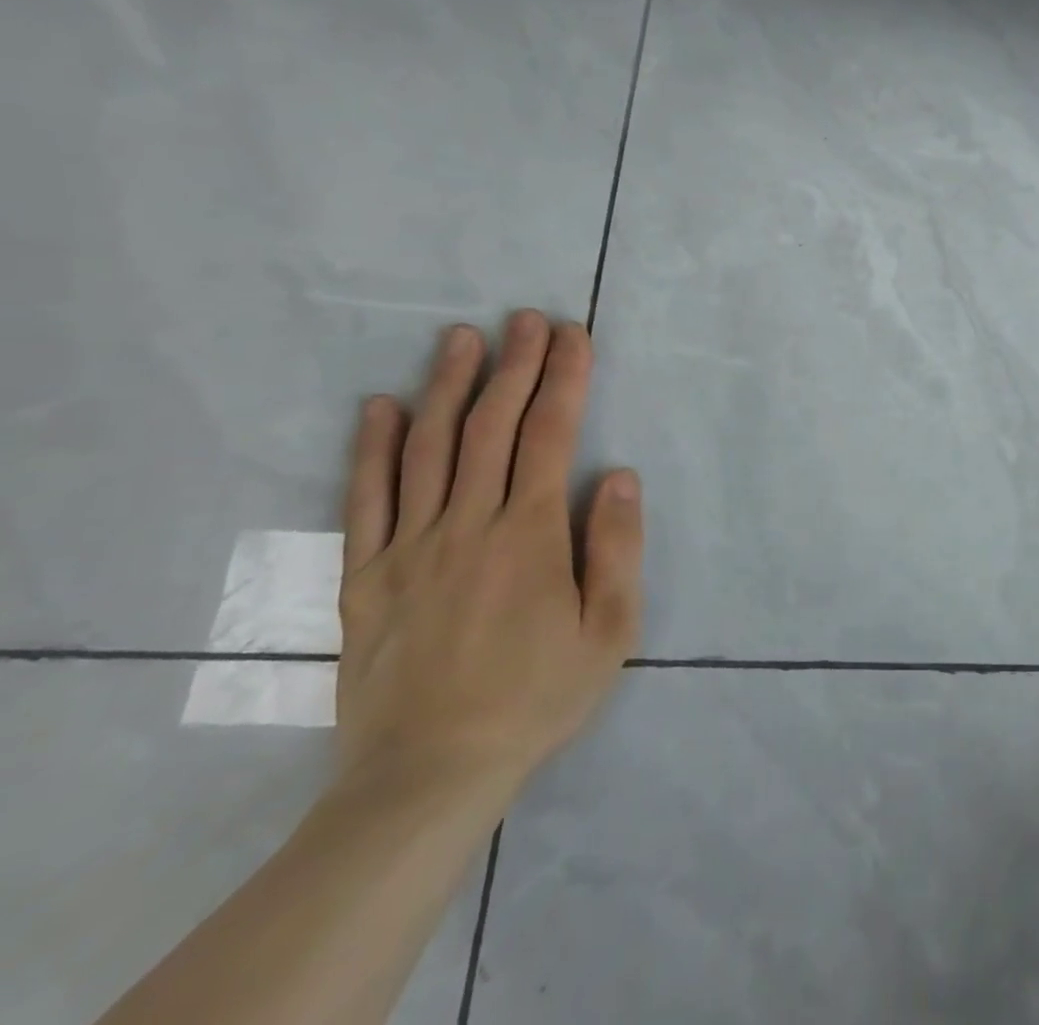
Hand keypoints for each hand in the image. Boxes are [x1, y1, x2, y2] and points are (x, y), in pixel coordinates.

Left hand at [334, 311, 644, 800]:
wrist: (427, 776)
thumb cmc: (537, 698)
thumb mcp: (610, 631)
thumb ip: (616, 547)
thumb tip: (618, 474)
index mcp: (529, 535)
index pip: (549, 436)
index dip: (564, 379)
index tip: (573, 336)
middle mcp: (467, 525)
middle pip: (490, 427)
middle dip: (514, 365)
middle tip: (526, 318)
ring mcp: (408, 548)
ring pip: (426, 449)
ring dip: (446, 387)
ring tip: (461, 338)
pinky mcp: (364, 578)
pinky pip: (365, 501)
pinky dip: (370, 449)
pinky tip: (378, 407)